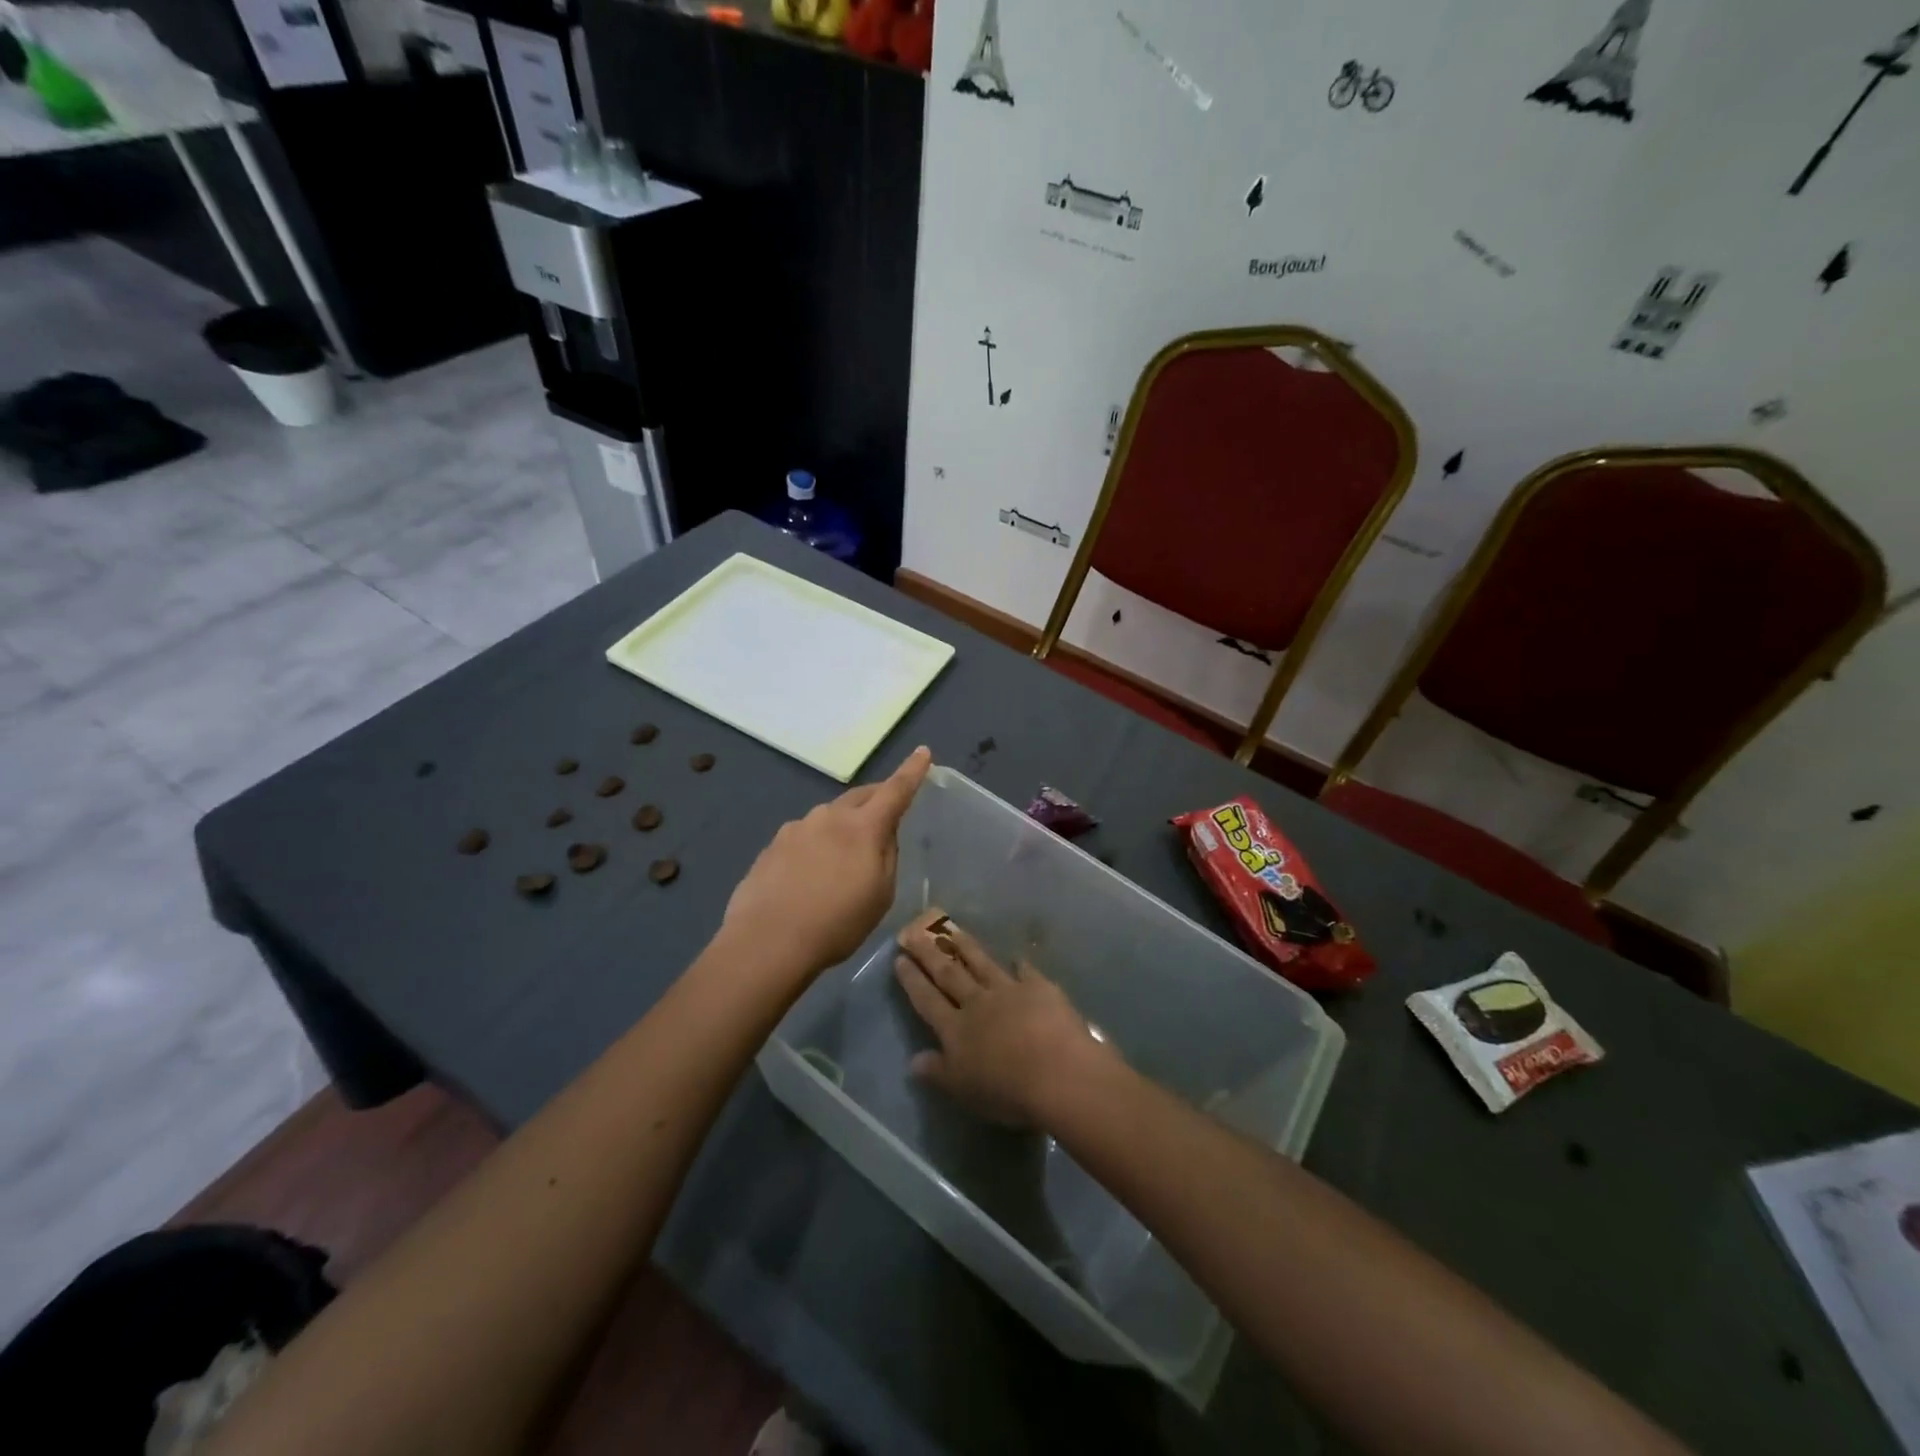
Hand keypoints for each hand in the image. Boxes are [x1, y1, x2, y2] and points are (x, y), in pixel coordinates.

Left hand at [721, 746, 931, 980]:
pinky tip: (810, 875)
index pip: (895, 791)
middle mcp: (829, 816)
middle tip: (886, 814)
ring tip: (842, 860)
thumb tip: (883, 835)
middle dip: (876, 799)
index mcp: (863, 827)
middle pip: (859, 797)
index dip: (911, 771)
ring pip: (829, 817)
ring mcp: (796, 828)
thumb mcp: (880, 895)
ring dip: (842, 826)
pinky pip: (805, 836)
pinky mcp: (773, 845)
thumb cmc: (836, 923)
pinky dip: (816, 845)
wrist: (767, 942)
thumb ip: (887, 856)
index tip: (923, 752)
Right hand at [893, 910, 1117, 1127]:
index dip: (912, 980)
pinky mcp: (1039, 988)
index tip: (900, 958)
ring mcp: (1009, 990)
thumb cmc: (1006, 1091)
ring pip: (981, 963)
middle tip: (913, 932)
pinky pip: (1026, 972)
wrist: (1057, 1073)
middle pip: (948, 973)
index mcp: (956, 1029)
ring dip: (965, 946)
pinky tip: (1016, 957)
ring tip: (951, 929)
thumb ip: (938, 1072)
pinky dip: (1020, 964)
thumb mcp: (964, 1090)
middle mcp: (978, 1002)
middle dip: (929, 953)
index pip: (927, 1000)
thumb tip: (913, 1060)